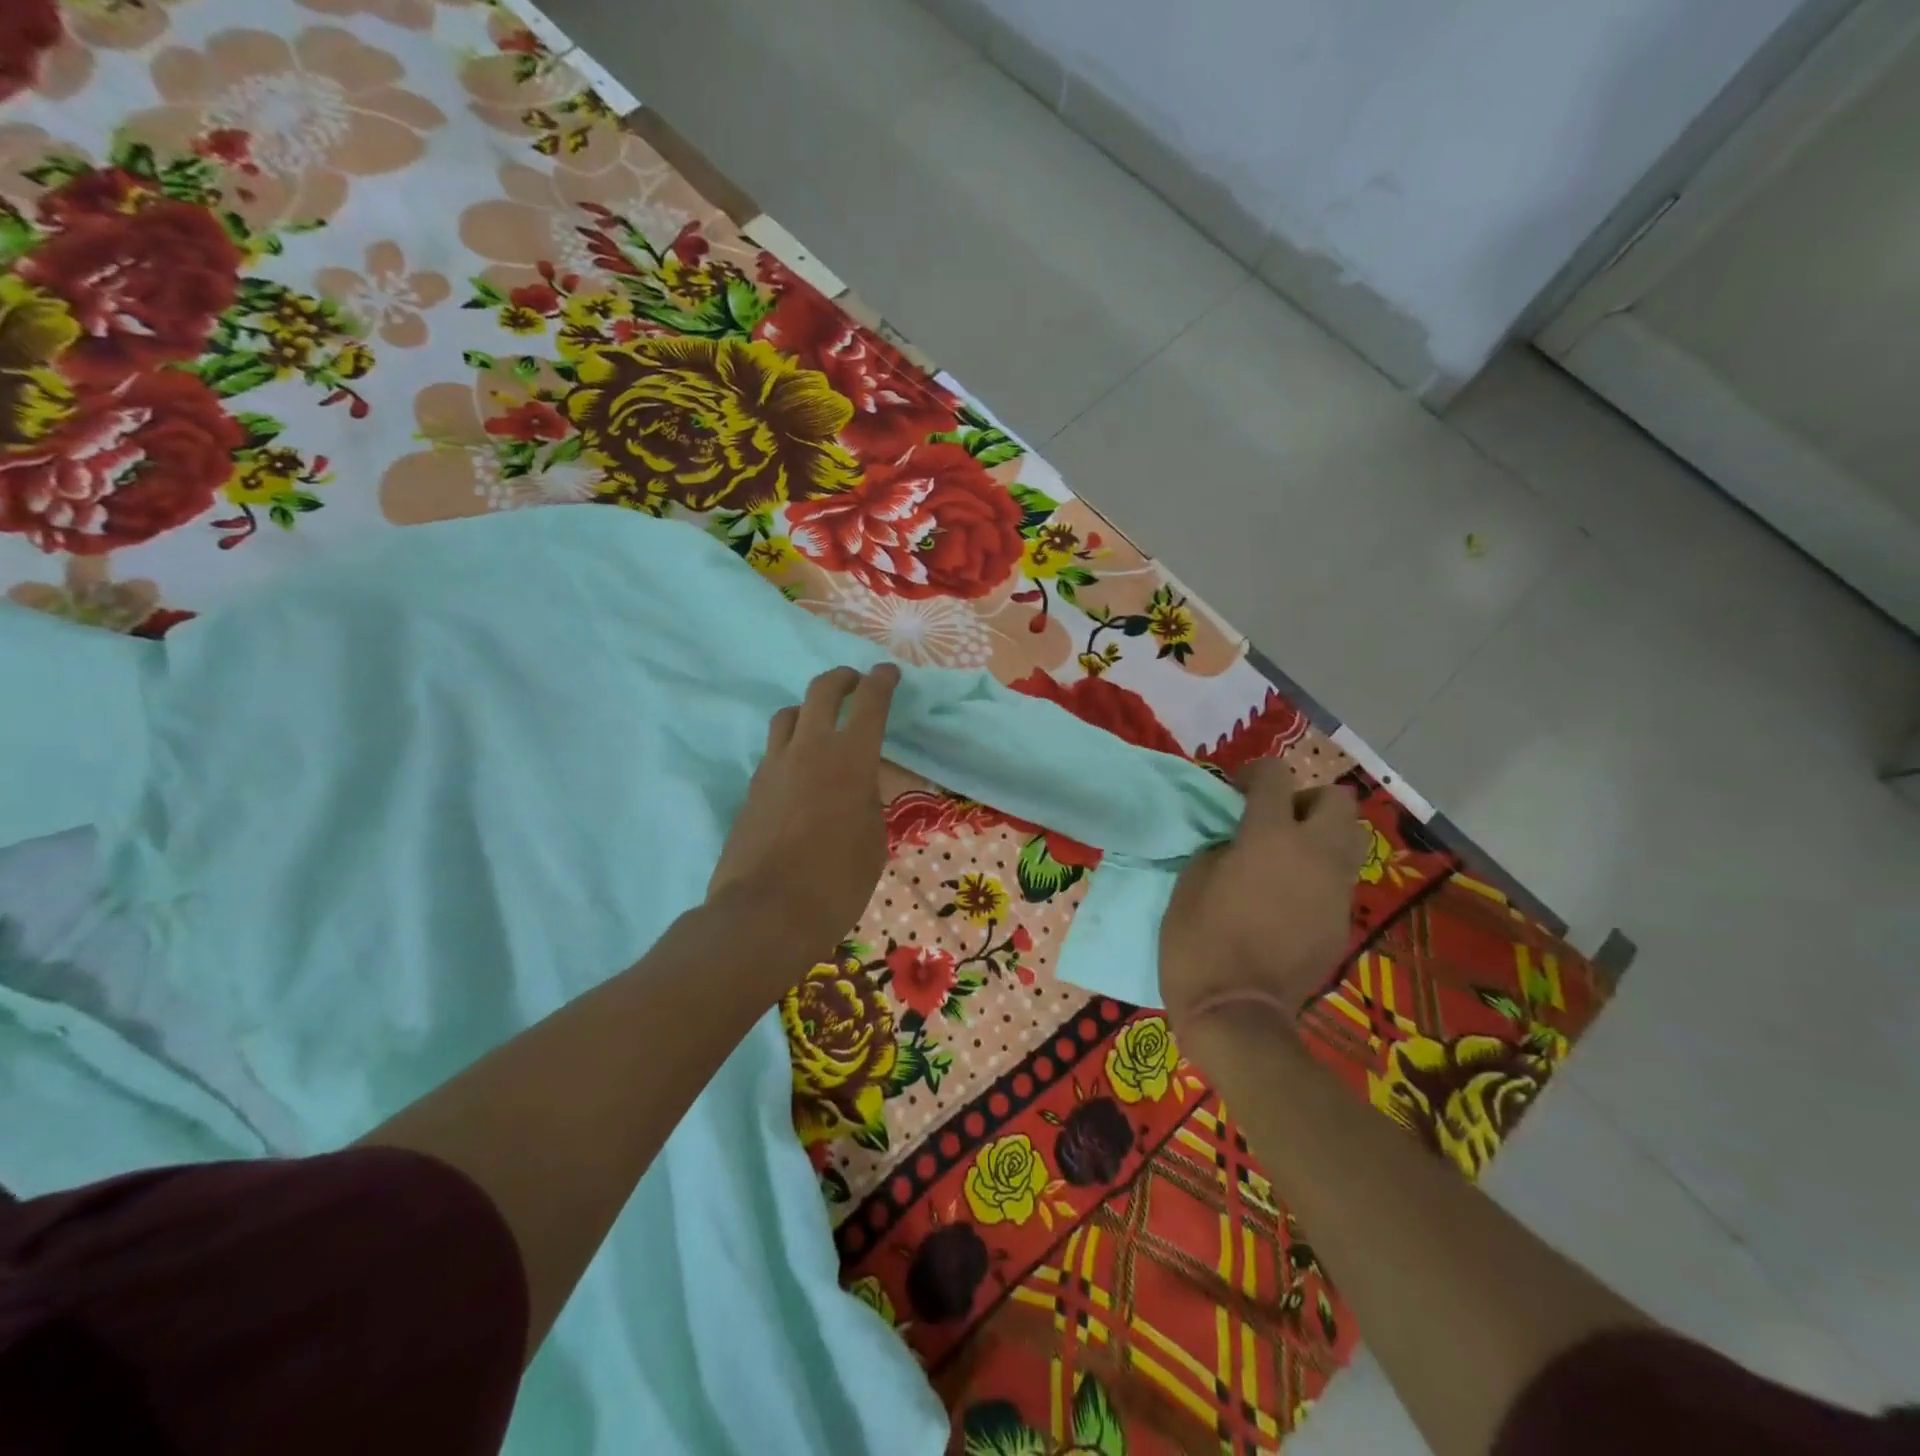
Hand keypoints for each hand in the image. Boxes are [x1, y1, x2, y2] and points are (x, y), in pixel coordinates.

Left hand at [707, 664, 899, 964]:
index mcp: (850, 758)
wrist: (764, 914)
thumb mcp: (873, 843)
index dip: (881, 681)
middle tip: (855, 683)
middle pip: (821, 690)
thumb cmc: (836, 882)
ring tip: (822, 724)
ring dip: (809, 709)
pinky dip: (791, 746)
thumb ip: (870, 804)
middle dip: (843, 679)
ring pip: (788, 715)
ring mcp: (773, 767)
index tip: (888, 672)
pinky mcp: (751, 789)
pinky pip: (774, 751)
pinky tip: (800, 770)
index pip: (869, 702)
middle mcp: (809, 750)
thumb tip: (861, 788)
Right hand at [1159, 760, 1369, 1030]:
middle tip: (1274, 820)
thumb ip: (1220, 846)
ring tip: (1289, 855)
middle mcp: (1315, 854)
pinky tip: (1289, 898)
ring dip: (1323, 835)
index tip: (1235, 790)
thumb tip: (1236, 842)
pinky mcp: (1342, 923)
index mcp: (1270, 837)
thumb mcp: (1191, 880)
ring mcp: (1335, 891)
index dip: (1254, 773)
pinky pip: (1340, 880)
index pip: (1275, 775)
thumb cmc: (1198, 941)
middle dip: (1306, 799)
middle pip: (1337, 798)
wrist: (1236, 1014)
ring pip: (1352, 838)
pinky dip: (1320, 875)